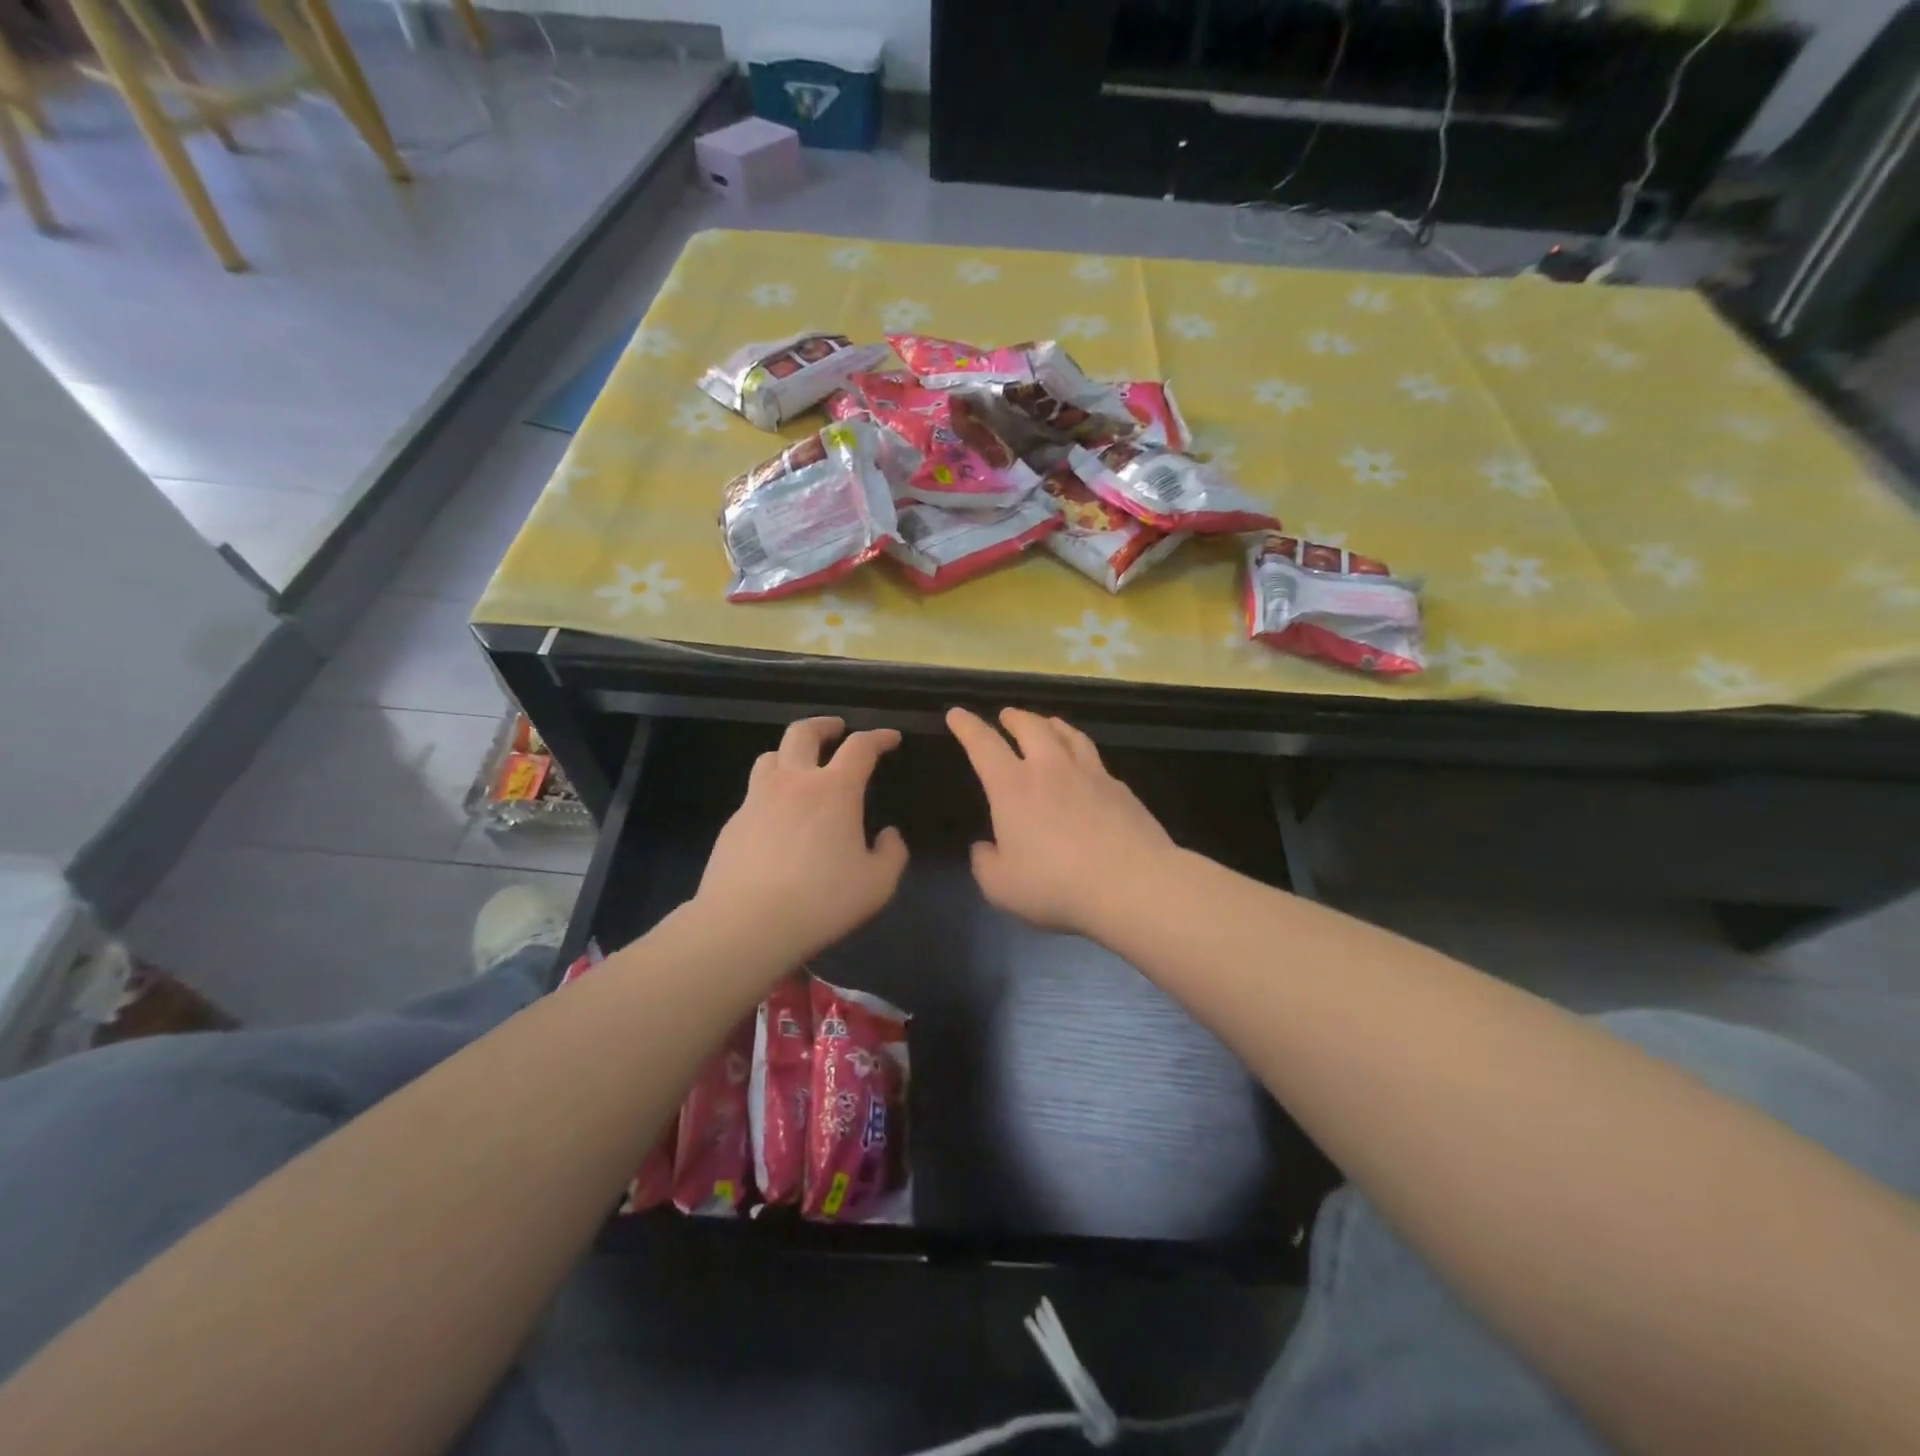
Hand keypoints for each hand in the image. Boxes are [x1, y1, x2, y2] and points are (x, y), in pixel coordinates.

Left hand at [697, 717, 908, 965]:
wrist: (745, 924)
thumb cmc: (821, 901)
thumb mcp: (876, 885)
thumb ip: (891, 854)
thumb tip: (888, 835)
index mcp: (835, 790)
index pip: (860, 747)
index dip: (878, 737)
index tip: (890, 738)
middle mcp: (794, 783)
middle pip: (803, 733)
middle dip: (824, 725)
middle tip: (837, 729)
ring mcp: (757, 800)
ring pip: (770, 756)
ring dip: (790, 753)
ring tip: (801, 767)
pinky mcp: (733, 824)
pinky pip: (754, 794)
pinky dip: (771, 792)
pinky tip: (776, 819)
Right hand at [946, 707, 1174, 935]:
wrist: (1132, 885)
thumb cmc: (1056, 886)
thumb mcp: (1001, 887)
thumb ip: (985, 863)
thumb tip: (985, 847)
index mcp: (1013, 787)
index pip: (983, 744)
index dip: (967, 726)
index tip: (957, 713)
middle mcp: (1050, 768)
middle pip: (1030, 727)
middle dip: (1014, 717)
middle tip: (1006, 715)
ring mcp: (1090, 774)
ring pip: (1068, 734)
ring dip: (1051, 724)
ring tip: (1047, 723)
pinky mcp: (1120, 788)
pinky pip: (1094, 758)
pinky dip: (1081, 751)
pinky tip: (1085, 764)